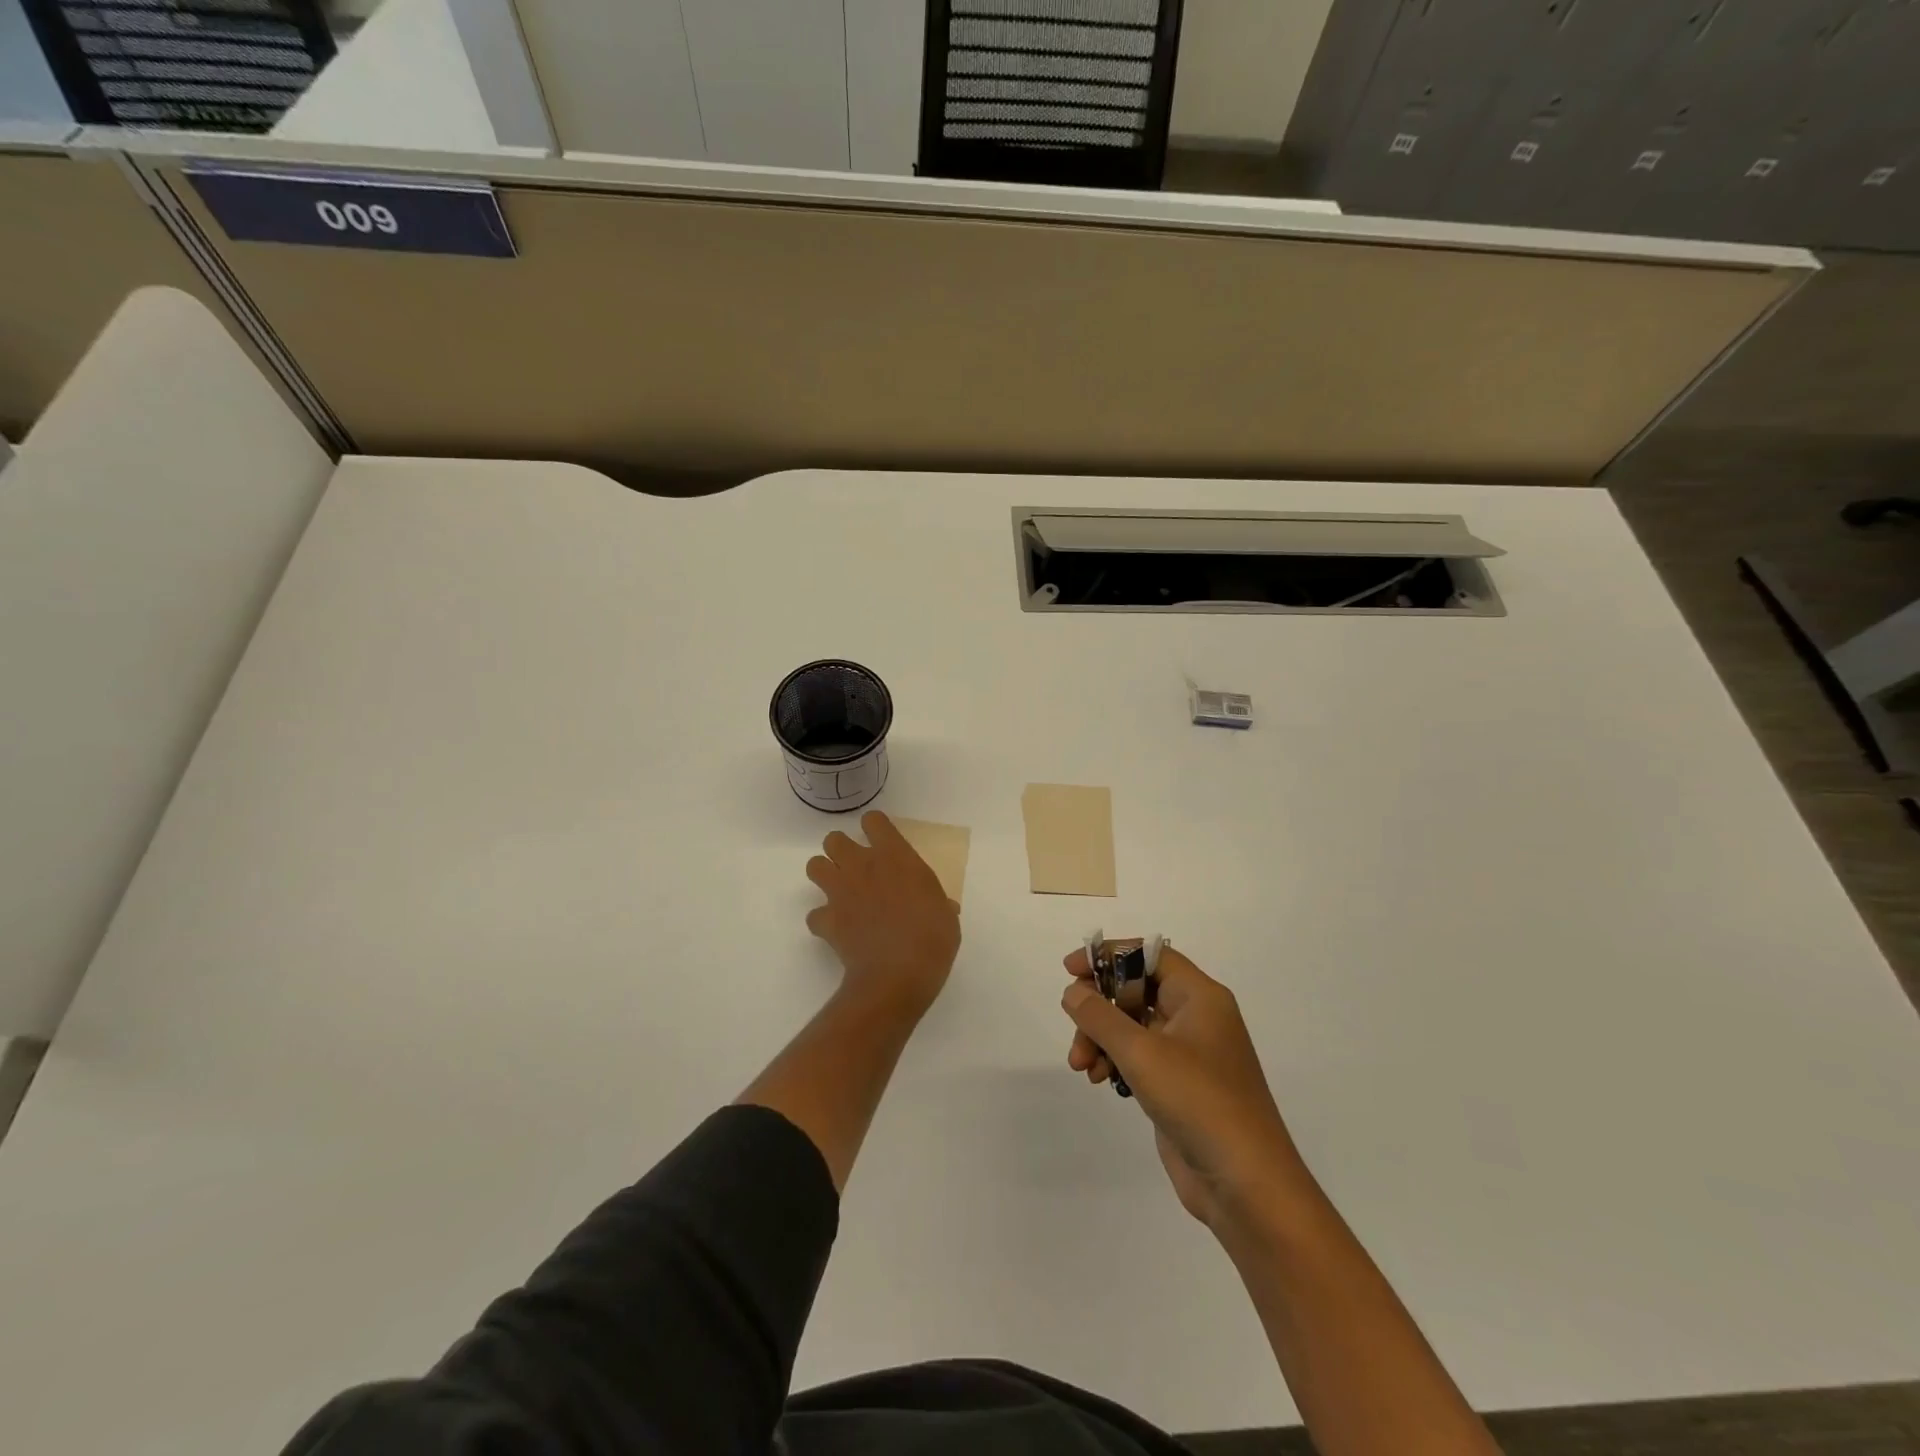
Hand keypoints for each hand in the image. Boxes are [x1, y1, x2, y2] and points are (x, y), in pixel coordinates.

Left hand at [806, 812, 959, 1021]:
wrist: (897, 975)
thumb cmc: (932, 938)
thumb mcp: (946, 915)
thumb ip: (938, 902)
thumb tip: (943, 908)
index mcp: (896, 857)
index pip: (874, 821)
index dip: (875, 828)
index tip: (882, 841)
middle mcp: (863, 866)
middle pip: (834, 839)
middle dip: (840, 850)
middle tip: (857, 868)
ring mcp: (840, 892)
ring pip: (814, 866)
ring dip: (825, 875)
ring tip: (840, 891)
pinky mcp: (827, 920)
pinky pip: (814, 915)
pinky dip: (823, 920)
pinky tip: (836, 929)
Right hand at [1063, 946, 1310, 1230]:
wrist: (1246, 1185)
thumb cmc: (1198, 1101)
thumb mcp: (1141, 1052)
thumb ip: (1100, 1016)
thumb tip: (1073, 992)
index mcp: (1200, 997)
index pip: (1150, 956)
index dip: (1109, 955)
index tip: (1071, 970)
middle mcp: (1197, 1017)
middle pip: (1137, 991)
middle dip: (1100, 1009)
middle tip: (1074, 1029)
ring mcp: (1190, 1054)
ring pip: (1133, 1027)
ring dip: (1102, 1040)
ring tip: (1082, 1068)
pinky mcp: (1181, 1086)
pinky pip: (1140, 1057)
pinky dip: (1115, 1062)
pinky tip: (1100, 1081)